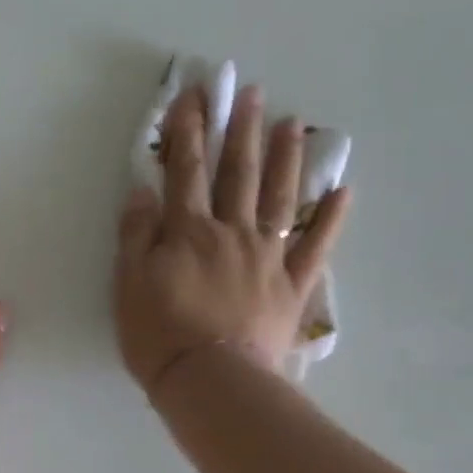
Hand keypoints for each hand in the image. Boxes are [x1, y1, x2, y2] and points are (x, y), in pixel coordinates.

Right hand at [114, 82, 349, 393]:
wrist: (211, 381)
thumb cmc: (160, 335)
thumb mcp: (129, 284)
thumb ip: (137, 235)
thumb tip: (144, 190)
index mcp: (189, 232)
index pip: (186, 171)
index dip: (189, 131)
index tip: (194, 94)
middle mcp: (232, 233)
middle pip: (238, 174)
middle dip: (241, 130)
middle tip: (252, 91)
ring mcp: (268, 257)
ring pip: (280, 197)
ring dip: (286, 158)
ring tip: (292, 123)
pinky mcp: (291, 286)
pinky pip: (315, 247)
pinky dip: (331, 218)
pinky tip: (343, 190)